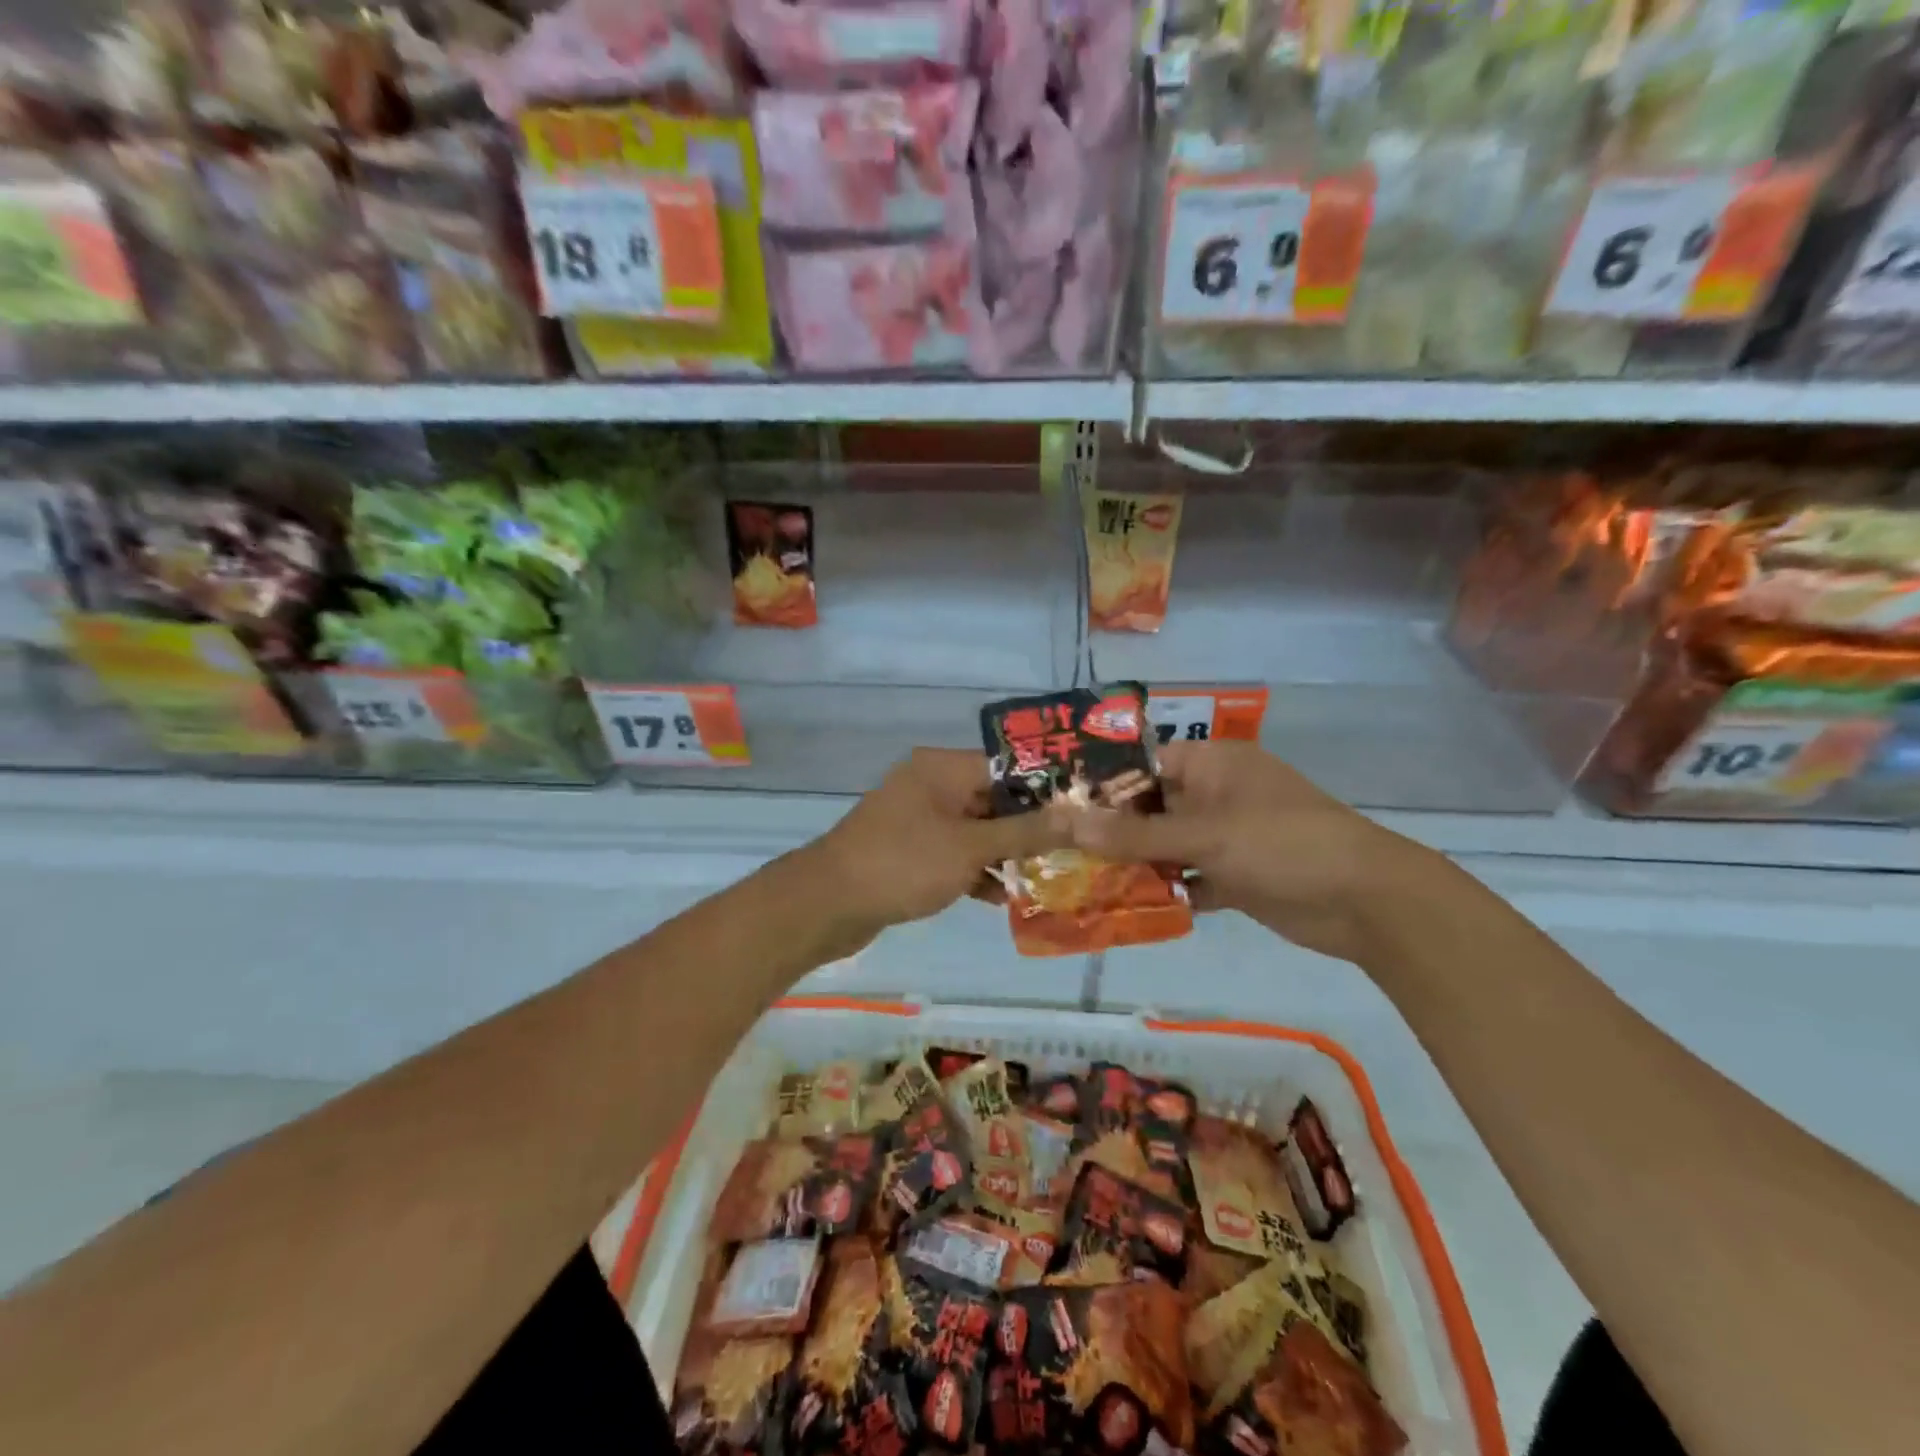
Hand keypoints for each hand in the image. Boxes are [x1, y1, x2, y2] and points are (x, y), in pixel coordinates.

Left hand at [812, 748, 1072, 945]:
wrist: (827, 904)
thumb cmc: (903, 863)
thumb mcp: (971, 848)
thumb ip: (1025, 832)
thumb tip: (1079, 816)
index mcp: (943, 768)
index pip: (1008, 766)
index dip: (1047, 788)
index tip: (1083, 812)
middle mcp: (931, 784)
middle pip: (994, 799)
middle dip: (1029, 827)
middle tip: (1072, 850)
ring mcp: (918, 818)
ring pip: (976, 829)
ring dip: (1005, 853)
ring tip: (1047, 876)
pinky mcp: (909, 849)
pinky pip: (954, 852)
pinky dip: (976, 869)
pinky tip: (1003, 897)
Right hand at [1066, 740, 1426, 964]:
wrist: (1366, 902)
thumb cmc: (1283, 844)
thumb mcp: (1204, 835)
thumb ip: (1133, 834)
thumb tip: (1064, 823)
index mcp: (1212, 765)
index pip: (1142, 765)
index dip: (1100, 784)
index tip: (1055, 807)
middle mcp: (1215, 794)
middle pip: (1150, 808)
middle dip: (1110, 830)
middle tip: (1058, 850)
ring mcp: (1226, 836)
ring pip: (1166, 845)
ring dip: (1133, 863)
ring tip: (1079, 881)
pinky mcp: (1235, 874)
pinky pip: (1187, 877)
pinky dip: (1163, 890)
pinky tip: (1124, 907)